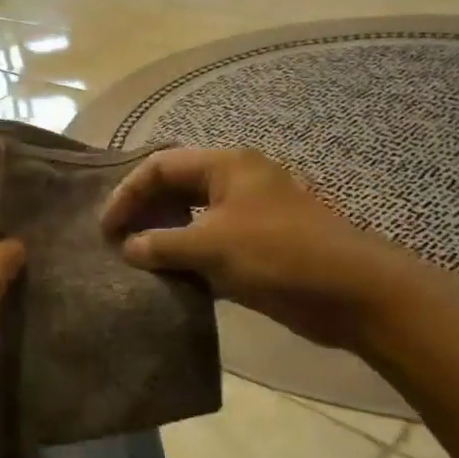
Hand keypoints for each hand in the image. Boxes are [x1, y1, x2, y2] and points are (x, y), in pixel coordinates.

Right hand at [101, 148, 425, 349]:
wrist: (352, 292)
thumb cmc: (278, 254)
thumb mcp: (211, 245)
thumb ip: (163, 244)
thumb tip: (128, 248)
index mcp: (226, 166)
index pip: (160, 166)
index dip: (128, 193)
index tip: (106, 228)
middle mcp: (236, 182)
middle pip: (176, 188)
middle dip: (145, 212)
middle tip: (118, 243)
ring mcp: (250, 214)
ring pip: (193, 217)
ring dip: (165, 236)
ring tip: (139, 261)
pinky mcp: (260, 246)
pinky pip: (212, 243)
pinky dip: (189, 257)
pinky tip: (172, 278)